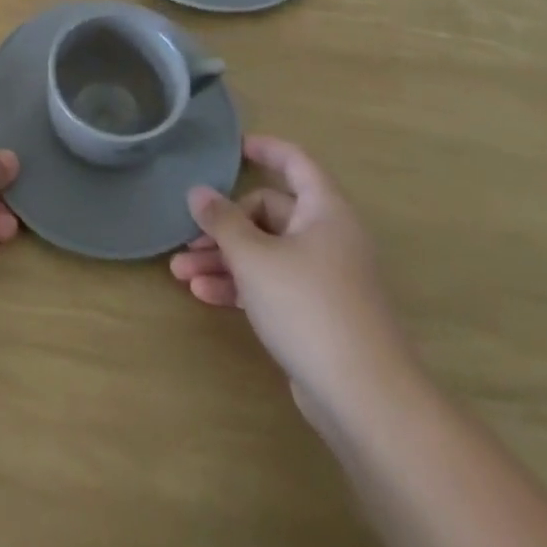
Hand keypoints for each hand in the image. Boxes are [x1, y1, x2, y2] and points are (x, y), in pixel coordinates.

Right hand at [171, 136, 416, 428]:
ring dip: (223, 259)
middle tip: (188, 239)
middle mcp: (327, 238)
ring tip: (180, 273)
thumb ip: (222, 220)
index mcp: (324, 212)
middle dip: (223, 225)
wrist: (366, 400)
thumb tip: (198, 192)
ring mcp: (323, 279)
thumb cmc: (308, 306)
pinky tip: (204, 295)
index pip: (295, 163)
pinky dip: (240, 286)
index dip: (266, 149)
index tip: (233, 147)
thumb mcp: (253, 257)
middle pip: (269, 213)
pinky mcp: (316, 315)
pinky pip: (271, 285)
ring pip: (265, 253)